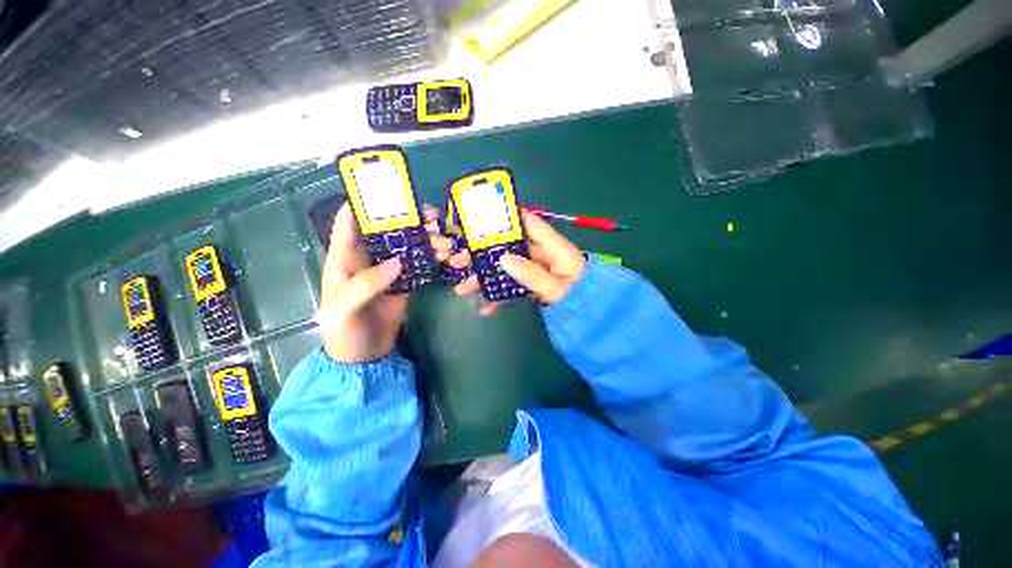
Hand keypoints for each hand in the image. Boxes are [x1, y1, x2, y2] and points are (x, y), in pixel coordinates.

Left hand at [318, 203, 452, 362]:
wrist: (365, 356)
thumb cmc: (344, 332)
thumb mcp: (344, 310)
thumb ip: (365, 284)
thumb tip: (397, 262)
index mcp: (344, 257)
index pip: (349, 221)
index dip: (365, 203)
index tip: (390, 192)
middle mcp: (368, 257)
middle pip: (388, 228)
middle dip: (409, 218)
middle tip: (432, 215)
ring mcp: (390, 268)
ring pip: (409, 244)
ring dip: (427, 238)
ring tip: (445, 241)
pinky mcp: (406, 280)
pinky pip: (421, 262)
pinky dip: (433, 256)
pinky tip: (446, 253)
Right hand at [450, 211, 585, 315]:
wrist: (593, 319)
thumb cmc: (583, 299)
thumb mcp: (559, 288)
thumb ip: (533, 274)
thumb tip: (503, 259)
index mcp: (553, 247)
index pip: (529, 223)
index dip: (506, 217)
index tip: (479, 220)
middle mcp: (541, 255)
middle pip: (509, 248)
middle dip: (483, 254)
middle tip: (458, 260)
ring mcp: (535, 271)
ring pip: (506, 269)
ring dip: (484, 278)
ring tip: (462, 288)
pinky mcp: (532, 286)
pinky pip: (513, 287)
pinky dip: (500, 296)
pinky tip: (485, 308)